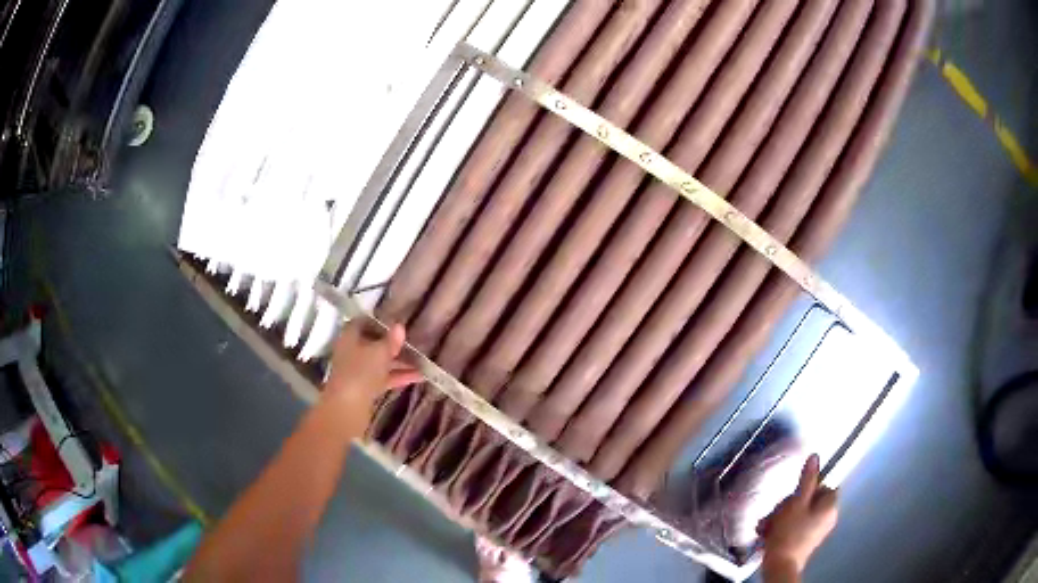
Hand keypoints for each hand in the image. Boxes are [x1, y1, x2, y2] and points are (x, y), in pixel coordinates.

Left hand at [324, 319, 421, 410]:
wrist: (348, 406)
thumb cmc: (361, 371)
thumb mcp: (379, 352)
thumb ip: (390, 340)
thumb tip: (399, 326)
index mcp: (350, 337)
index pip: (363, 323)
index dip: (378, 321)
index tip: (395, 322)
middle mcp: (351, 351)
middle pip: (373, 344)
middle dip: (393, 344)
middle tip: (413, 342)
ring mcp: (358, 371)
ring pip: (380, 362)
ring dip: (399, 362)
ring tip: (422, 361)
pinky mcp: (365, 388)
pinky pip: (383, 378)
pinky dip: (398, 376)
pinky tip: (418, 376)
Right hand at [758, 454, 837, 575]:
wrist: (780, 565)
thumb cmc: (790, 532)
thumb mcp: (797, 502)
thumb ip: (807, 479)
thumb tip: (815, 457)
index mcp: (830, 506)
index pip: (824, 485)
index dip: (807, 487)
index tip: (792, 495)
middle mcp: (828, 517)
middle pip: (810, 499)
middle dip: (789, 504)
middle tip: (775, 512)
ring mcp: (817, 530)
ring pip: (800, 513)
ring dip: (782, 516)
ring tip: (767, 524)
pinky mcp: (805, 540)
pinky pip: (796, 525)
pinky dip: (783, 526)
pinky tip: (769, 531)